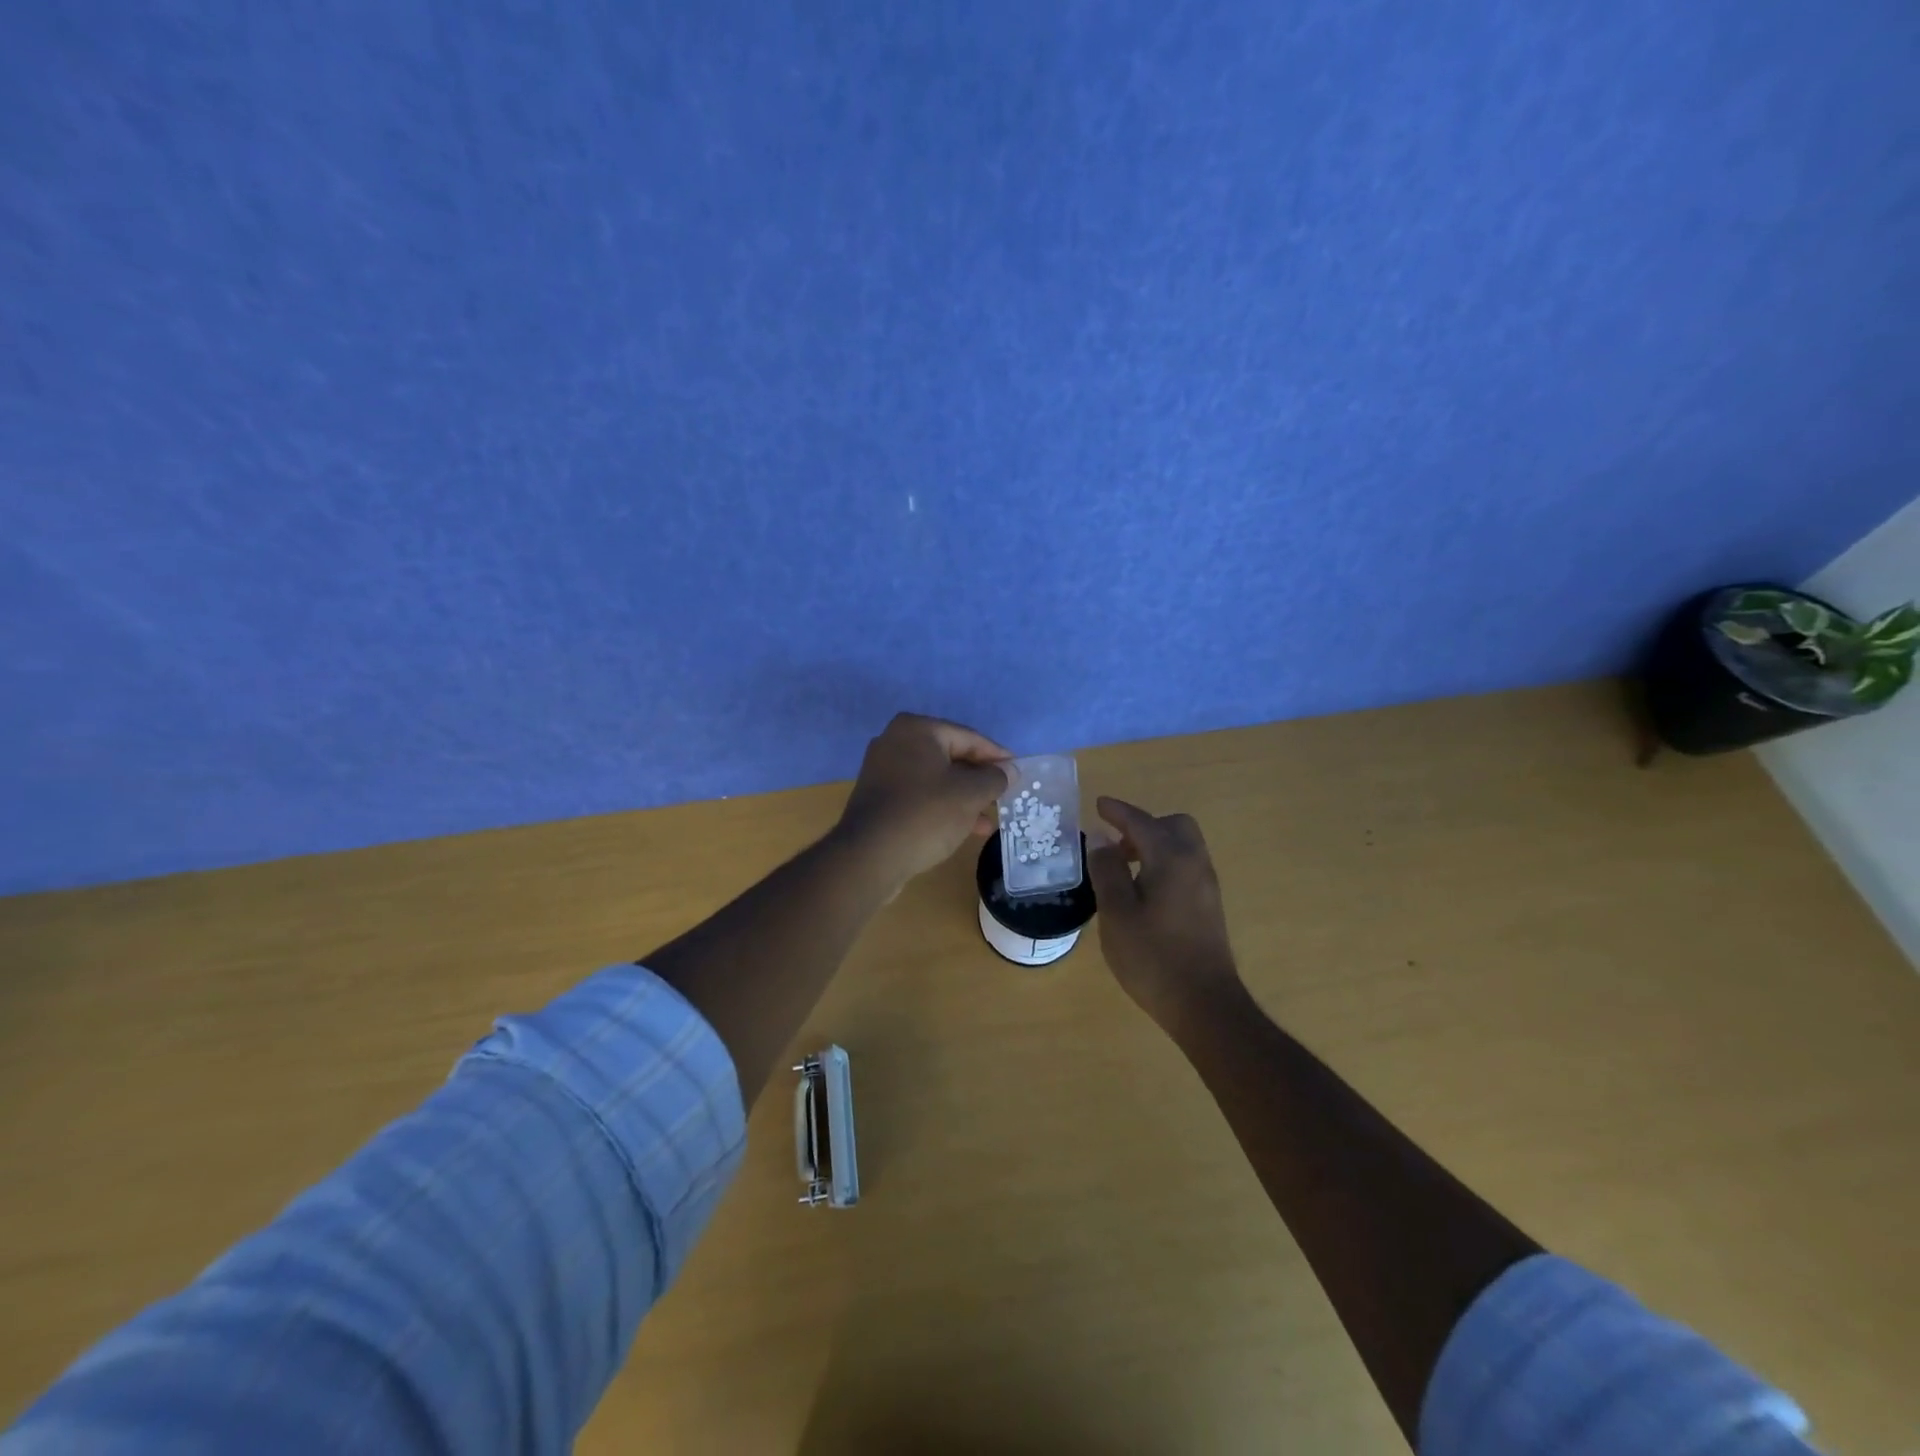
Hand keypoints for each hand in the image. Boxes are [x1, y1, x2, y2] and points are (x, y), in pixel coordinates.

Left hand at [834, 713, 1013, 888]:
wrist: (869, 857)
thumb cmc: (925, 814)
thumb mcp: (969, 795)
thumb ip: (994, 778)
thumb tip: (1009, 770)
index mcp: (917, 729)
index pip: (969, 738)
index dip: (997, 756)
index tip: (1018, 773)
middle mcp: (895, 741)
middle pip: (951, 757)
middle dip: (979, 780)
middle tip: (1004, 796)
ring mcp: (883, 770)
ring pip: (936, 779)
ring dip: (963, 797)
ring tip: (989, 820)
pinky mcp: (878, 797)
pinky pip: (919, 795)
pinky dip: (942, 806)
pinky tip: (964, 828)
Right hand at [1086, 796, 1246, 1033]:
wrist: (1204, 1004)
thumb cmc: (1153, 957)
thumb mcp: (1117, 913)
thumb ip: (1108, 872)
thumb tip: (1102, 842)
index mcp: (1171, 859)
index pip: (1141, 822)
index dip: (1118, 812)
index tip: (1099, 804)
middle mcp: (1195, 864)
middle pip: (1173, 826)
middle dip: (1143, 826)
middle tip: (1115, 843)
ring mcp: (1206, 886)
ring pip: (1182, 846)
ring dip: (1154, 845)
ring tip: (1123, 868)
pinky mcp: (1209, 906)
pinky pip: (1186, 867)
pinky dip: (1164, 863)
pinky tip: (1143, 890)